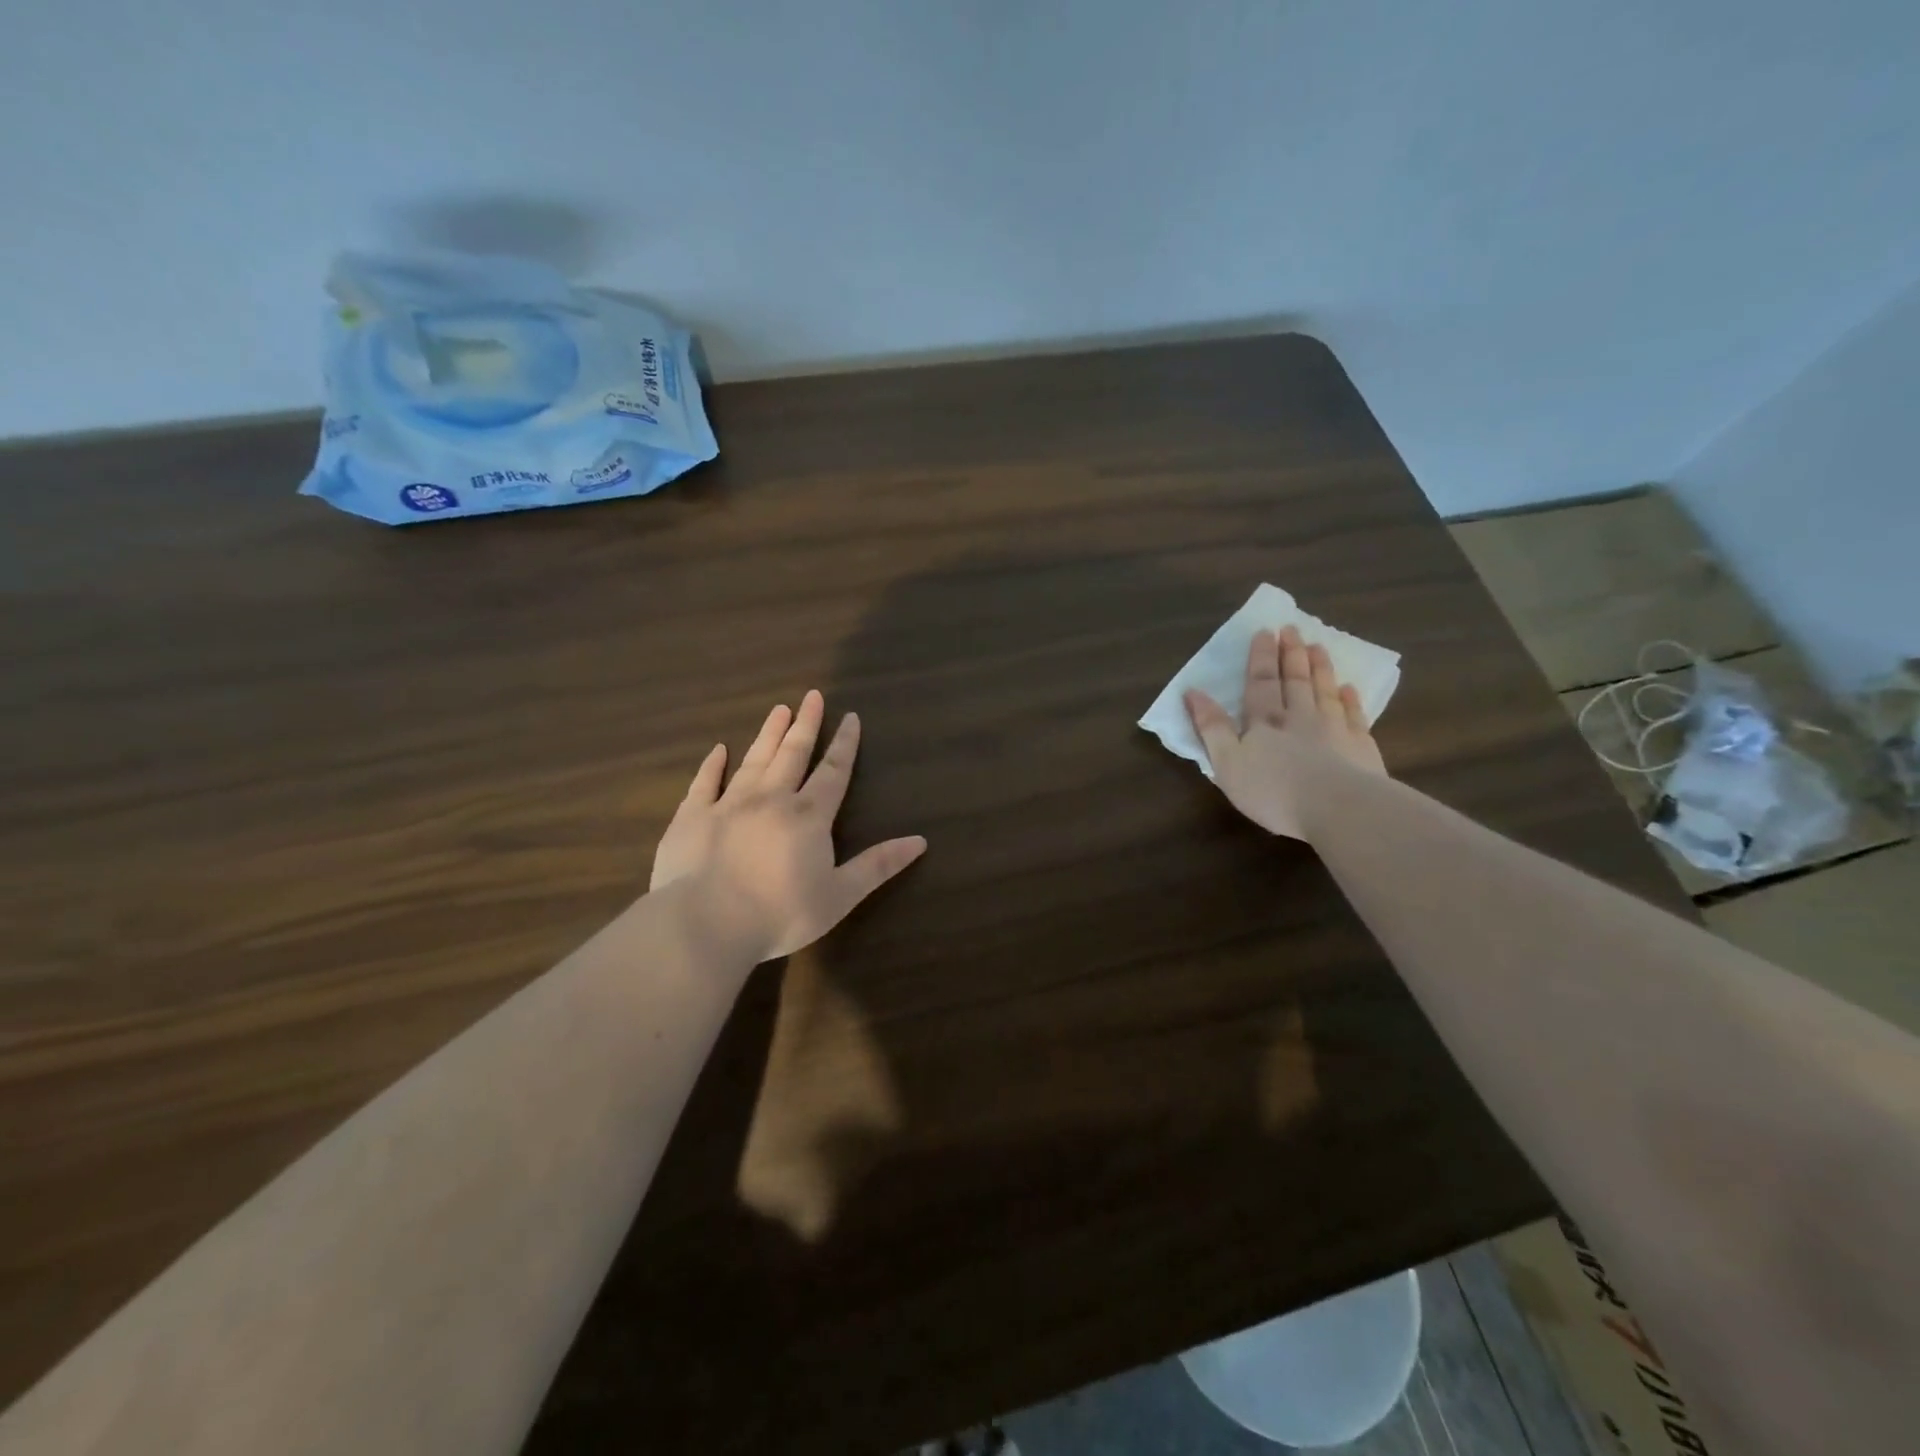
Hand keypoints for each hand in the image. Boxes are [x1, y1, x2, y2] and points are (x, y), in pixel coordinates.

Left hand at [650, 690, 927, 962]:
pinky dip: (712, 765)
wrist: (706, 924)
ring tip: (778, 709)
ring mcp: (728, 804)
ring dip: (768, 734)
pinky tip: (718, 750)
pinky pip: (704, 783)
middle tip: (812, 696)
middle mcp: (771, 799)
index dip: (844, 744)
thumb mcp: (840, 895)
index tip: (850, 717)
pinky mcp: (692, 817)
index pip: (833, 772)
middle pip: (793, 754)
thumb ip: (878, 865)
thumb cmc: (780, 914)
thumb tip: (920, 840)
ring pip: (754, 760)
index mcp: (808, 816)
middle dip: (806, 725)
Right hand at [1185, 625, 1386, 839]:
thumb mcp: (1227, 763)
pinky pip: (1355, 716)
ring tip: (1318, 647)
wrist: (1338, 808)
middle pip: (1295, 680)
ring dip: (1320, 668)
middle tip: (1292, 629)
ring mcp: (1335, 730)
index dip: (1261, 657)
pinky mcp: (1361, 748)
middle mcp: (1300, 717)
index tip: (1264, 632)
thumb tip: (1192, 692)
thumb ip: (1211, 727)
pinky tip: (1349, 688)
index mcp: (1265, 722)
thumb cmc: (1273, 790)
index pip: (1261, 682)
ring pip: (1325, 691)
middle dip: (1291, 654)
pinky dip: (1351, 700)